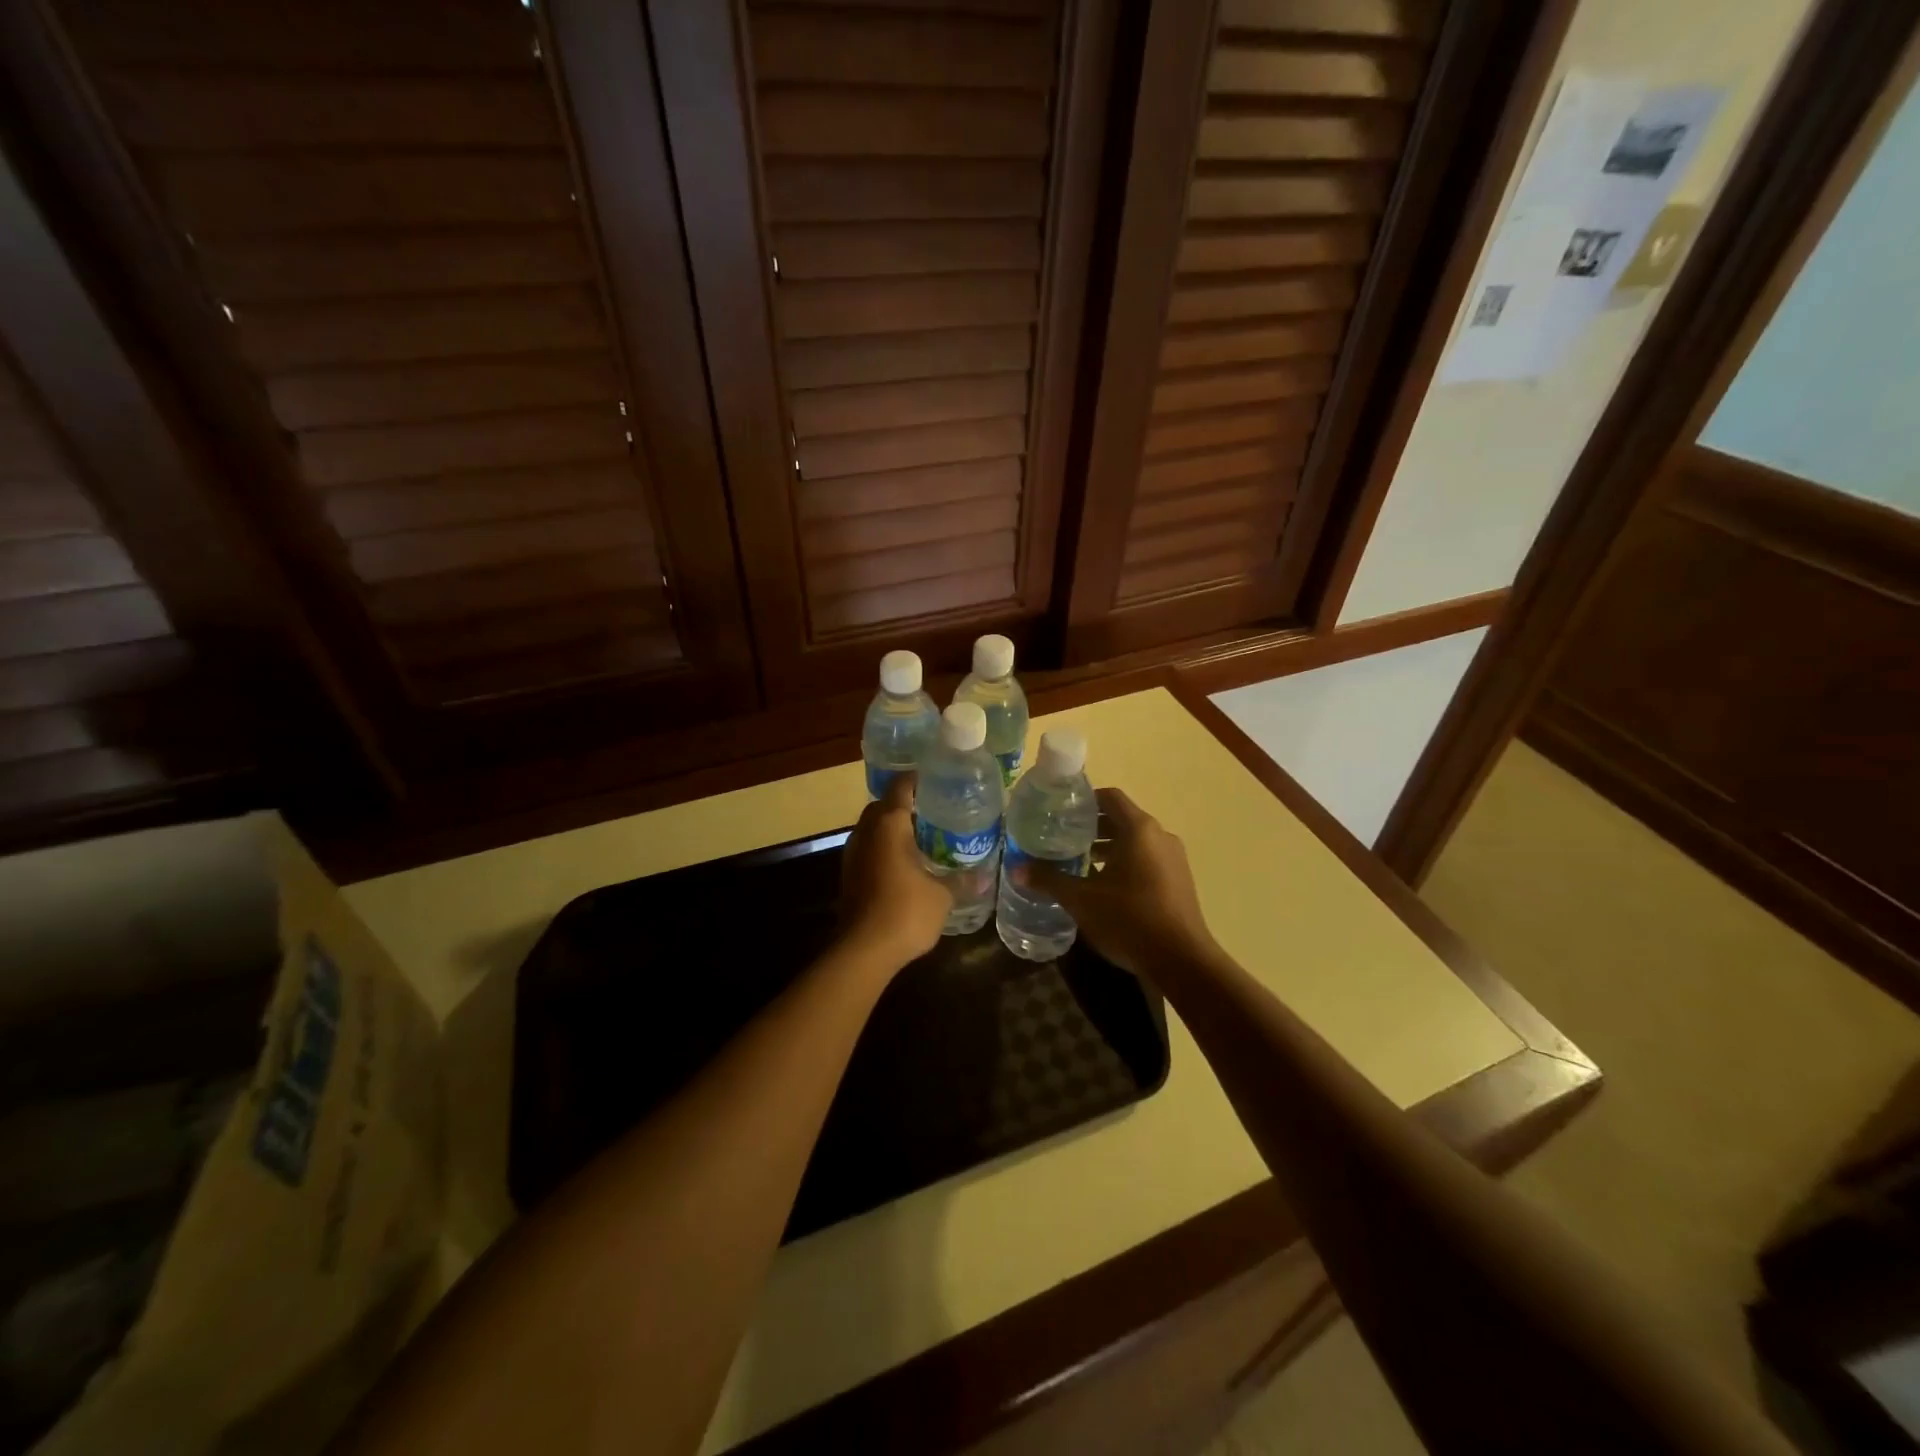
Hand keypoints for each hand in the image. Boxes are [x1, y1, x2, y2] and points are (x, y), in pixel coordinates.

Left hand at [838, 773, 951, 969]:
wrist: (863, 951)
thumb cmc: (906, 912)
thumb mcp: (943, 896)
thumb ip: (962, 881)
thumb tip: (985, 877)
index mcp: (889, 824)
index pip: (901, 785)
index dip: (919, 779)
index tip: (939, 780)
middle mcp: (866, 831)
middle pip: (884, 805)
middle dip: (906, 804)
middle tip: (935, 811)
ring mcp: (853, 854)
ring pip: (873, 828)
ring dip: (893, 828)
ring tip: (924, 837)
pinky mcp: (849, 875)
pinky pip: (869, 849)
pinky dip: (885, 849)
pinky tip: (906, 864)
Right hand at [1018, 788, 1217, 976]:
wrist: (1182, 961)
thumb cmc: (1130, 920)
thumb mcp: (1082, 900)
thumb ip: (1049, 880)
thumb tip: (1016, 868)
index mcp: (1139, 829)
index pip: (1110, 797)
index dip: (1084, 800)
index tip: (1059, 812)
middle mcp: (1160, 836)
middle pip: (1122, 819)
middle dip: (1091, 827)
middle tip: (1061, 839)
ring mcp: (1174, 859)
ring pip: (1135, 842)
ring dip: (1108, 847)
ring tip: (1079, 864)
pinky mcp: (1179, 881)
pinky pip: (1147, 860)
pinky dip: (1125, 863)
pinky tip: (1104, 887)